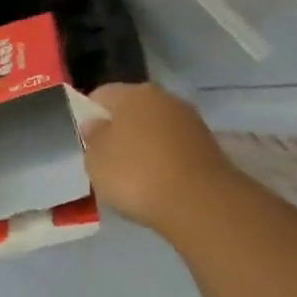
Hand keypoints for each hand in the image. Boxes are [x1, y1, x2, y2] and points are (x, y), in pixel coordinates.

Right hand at [81, 82, 236, 232]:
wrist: (200, 203)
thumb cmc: (137, 175)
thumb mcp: (96, 161)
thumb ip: (92, 138)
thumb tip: (96, 124)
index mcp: (132, 93)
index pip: (101, 95)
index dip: (90, 115)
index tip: (87, 142)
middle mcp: (163, 98)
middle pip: (132, 109)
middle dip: (120, 130)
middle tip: (109, 160)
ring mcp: (190, 120)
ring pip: (156, 128)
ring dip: (145, 145)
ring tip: (136, 176)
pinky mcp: (209, 145)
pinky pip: (175, 147)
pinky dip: (166, 160)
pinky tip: (160, 182)